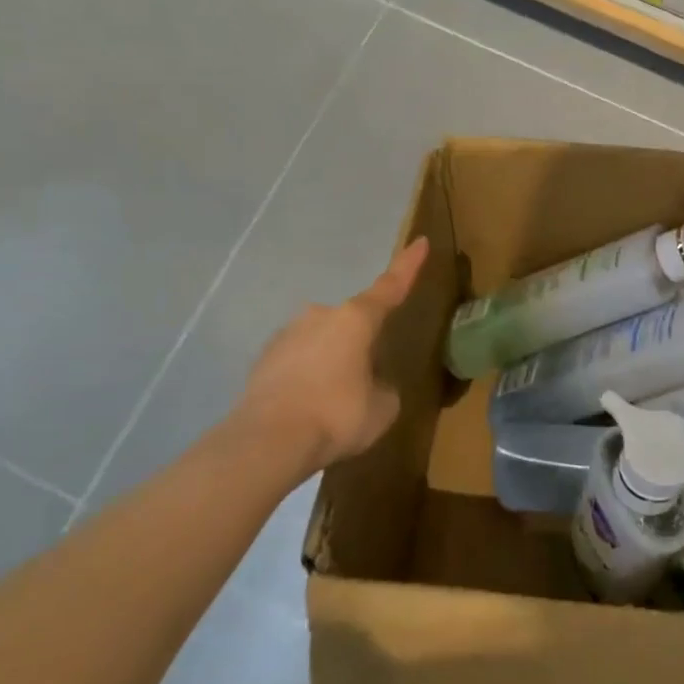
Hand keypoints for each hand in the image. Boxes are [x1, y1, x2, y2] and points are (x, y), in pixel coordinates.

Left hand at [235, 237, 429, 473]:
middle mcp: (319, 316)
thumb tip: (370, 383)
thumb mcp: (383, 405)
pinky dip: (308, 377)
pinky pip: (298, 361)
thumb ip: (383, 386)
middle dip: (361, 341)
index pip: (390, 287)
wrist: (267, 442)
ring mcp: (286, 335)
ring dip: (333, 360)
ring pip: (322, 341)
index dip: (408, 266)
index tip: (420, 241)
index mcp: (356, 319)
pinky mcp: (262, 360)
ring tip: (337, 399)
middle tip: (368, 375)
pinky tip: (310, 406)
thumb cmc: (338, 414)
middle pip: (351, 321)